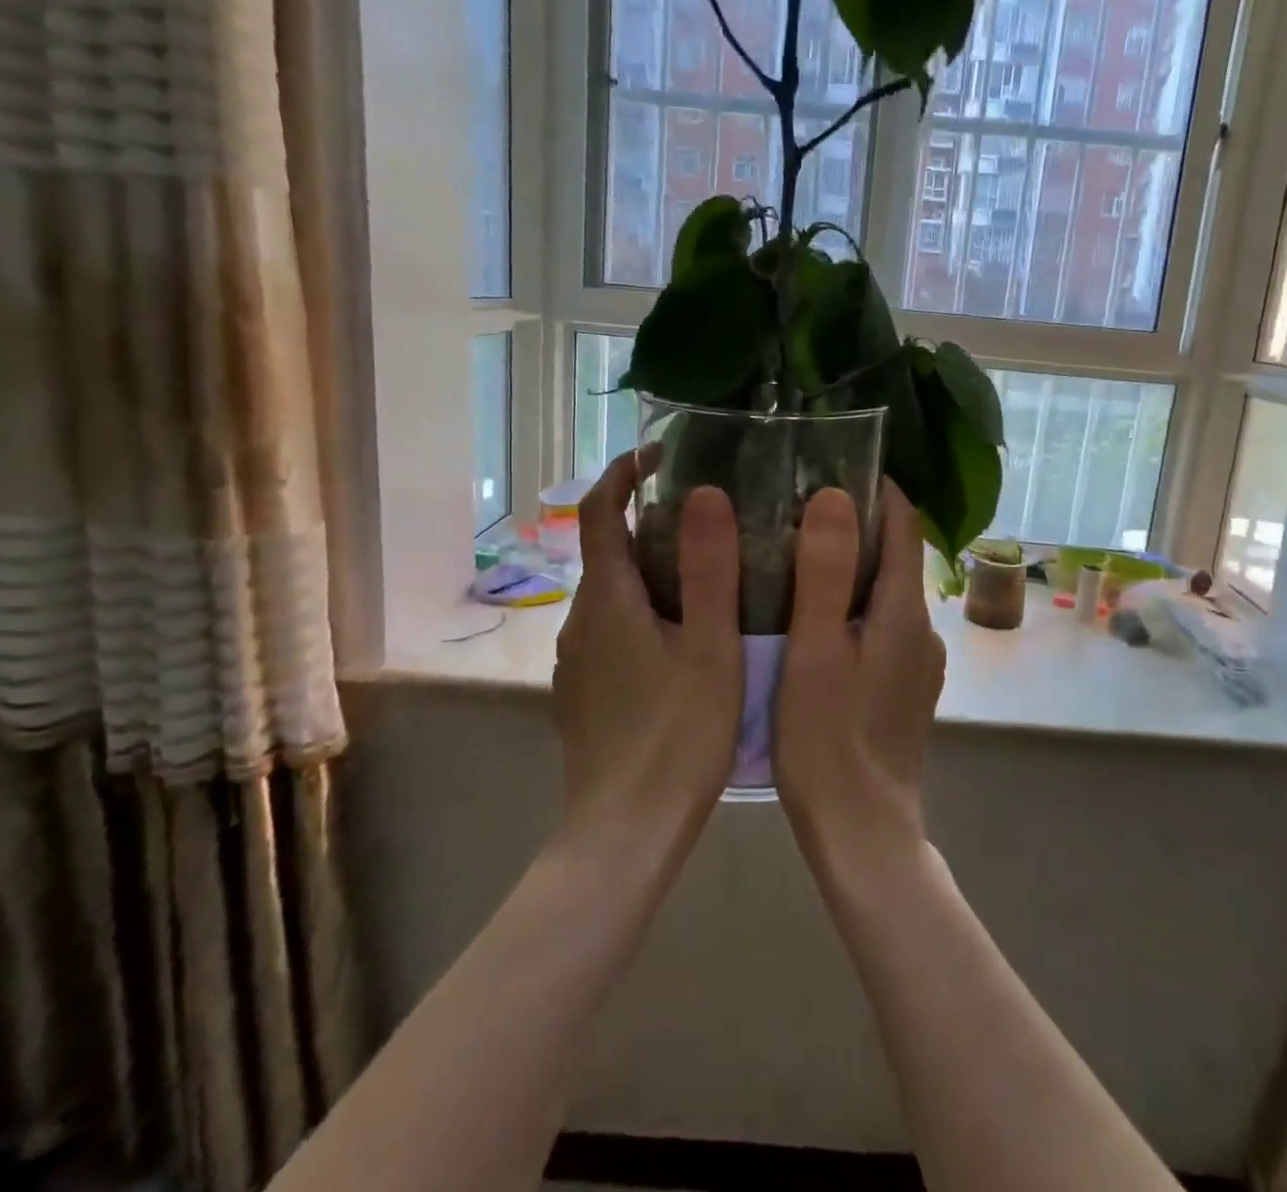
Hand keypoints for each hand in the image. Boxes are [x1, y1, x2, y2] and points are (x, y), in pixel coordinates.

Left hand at [552, 451, 742, 845]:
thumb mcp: (710, 647)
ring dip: (649, 570)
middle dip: (650, 522)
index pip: (601, 510)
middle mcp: (580, 619)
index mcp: (608, 599)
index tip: (663, 454)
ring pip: (612, 593)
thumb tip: (706, 493)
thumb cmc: (678, 735)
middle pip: (609, 550)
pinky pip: (611, 628)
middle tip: (711, 520)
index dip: (625, 471)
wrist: (625, 832)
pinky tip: (682, 639)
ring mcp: (576, 659)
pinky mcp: (583, 690)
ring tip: (707, 576)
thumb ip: (709, 569)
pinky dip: (642, 610)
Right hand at [774, 482, 946, 861]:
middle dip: (856, 524)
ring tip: (796, 557)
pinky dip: (854, 607)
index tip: (832, 465)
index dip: (876, 488)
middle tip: (796, 508)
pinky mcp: (906, 688)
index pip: (904, 524)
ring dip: (852, 567)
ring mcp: (918, 662)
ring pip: (887, 594)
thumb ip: (824, 572)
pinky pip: (882, 626)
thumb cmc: (827, 739)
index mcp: (903, 611)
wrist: (863, 833)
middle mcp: (922, 629)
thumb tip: (833, 495)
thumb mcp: (814, 650)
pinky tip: (815, 621)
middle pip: (896, 556)